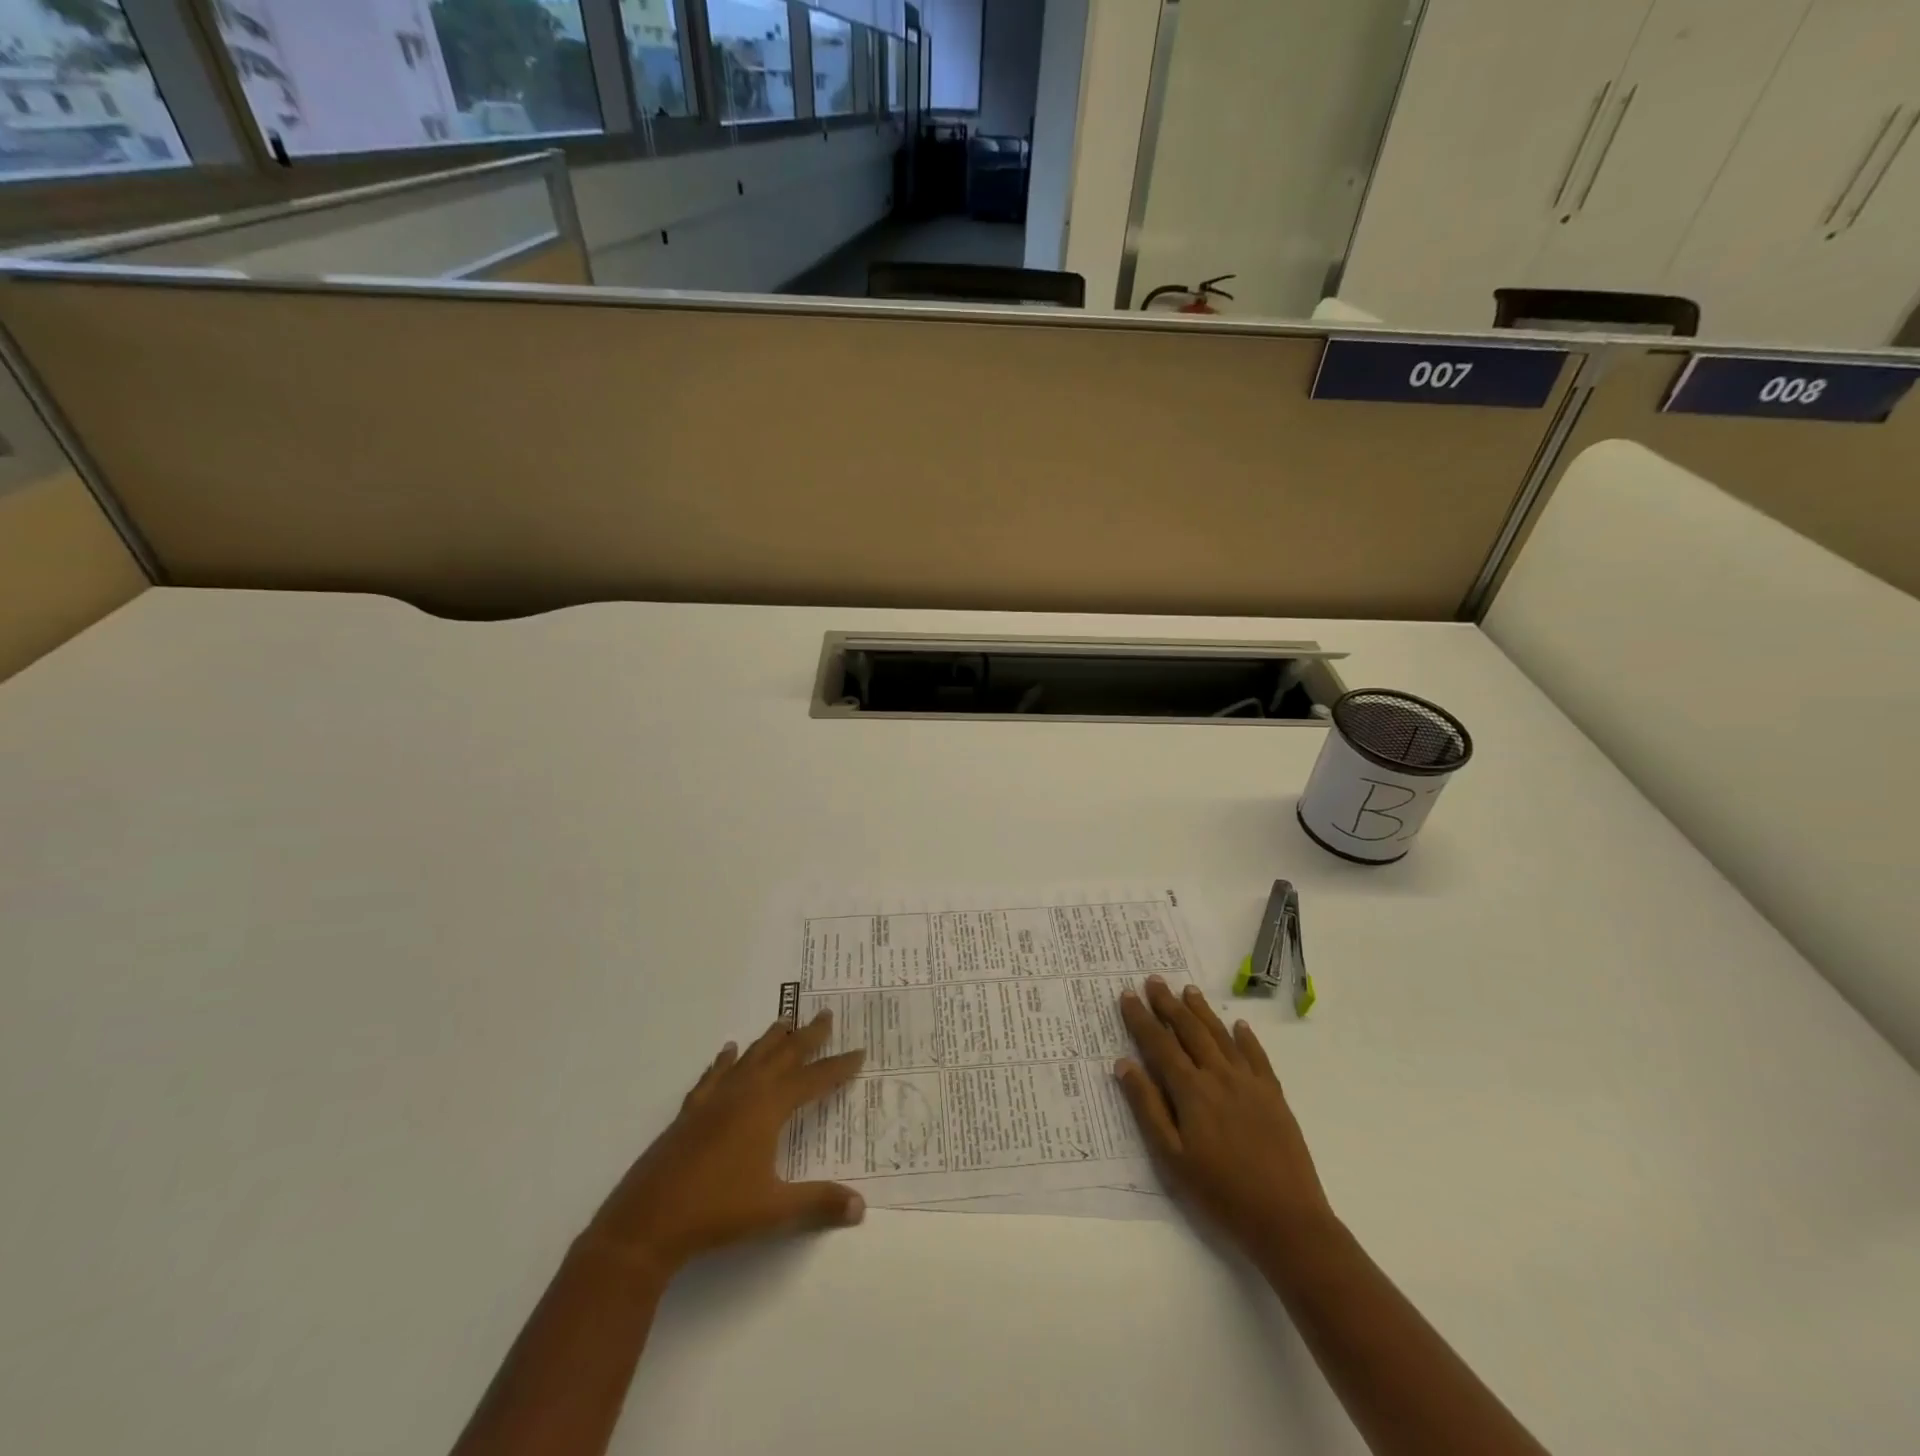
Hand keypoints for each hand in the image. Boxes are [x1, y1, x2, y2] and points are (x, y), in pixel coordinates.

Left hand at [581, 1010, 866, 1277]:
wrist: (647, 1223)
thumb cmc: (717, 1212)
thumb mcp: (774, 1210)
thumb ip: (819, 1203)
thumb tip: (861, 1208)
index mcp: (768, 1108)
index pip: (813, 1080)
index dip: (838, 1066)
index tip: (859, 1051)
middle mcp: (744, 1092)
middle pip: (783, 1055)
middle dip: (807, 1036)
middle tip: (825, 1014)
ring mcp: (714, 1099)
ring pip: (750, 1058)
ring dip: (770, 1039)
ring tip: (785, 1021)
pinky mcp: (690, 1112)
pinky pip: (714, 1075)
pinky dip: (724, 1061)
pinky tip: (728, 1051)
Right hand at [1116, 976, 1333, 1261]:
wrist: (1287, 1220)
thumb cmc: (1220, 1192)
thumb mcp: (1172, 1157)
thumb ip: (1148, 1107)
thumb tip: (1124, 1064)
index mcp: (1191, 1090)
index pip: (1159, 1044)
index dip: (1142, 1019)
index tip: (1128, 995)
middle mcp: (1219, 1075)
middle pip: (1190, 1031)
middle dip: (1169, 1004)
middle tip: (1154, 980)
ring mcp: (1250, 1083)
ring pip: (1221, 1036)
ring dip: (1202, 1011)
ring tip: (1188, 990)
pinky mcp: (1274, 1095)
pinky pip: (1257, 1056)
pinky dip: (1246, 1037)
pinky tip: (1239, 1025)